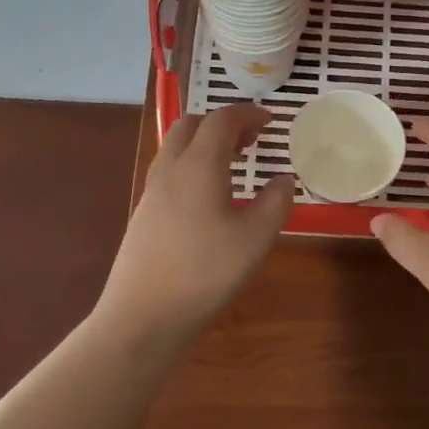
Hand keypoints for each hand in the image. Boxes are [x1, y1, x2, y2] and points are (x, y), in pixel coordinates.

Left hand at [98, 104, 293, 336]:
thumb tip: (284, 179)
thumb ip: (275, 202)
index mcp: (199, 165)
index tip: (271, 120)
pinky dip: (193, 166)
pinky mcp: (144, 214)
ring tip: (233, 164)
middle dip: (223, 123)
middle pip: (192, 125)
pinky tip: (209, 197)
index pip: (221, 120)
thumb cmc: (206, 272)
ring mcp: (152, 192)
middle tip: (251, 139)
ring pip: (177, 148)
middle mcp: (170, 169)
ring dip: (205, 144)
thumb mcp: (255, 238)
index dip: (248, 114)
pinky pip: (170, 172)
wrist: (143, 314)